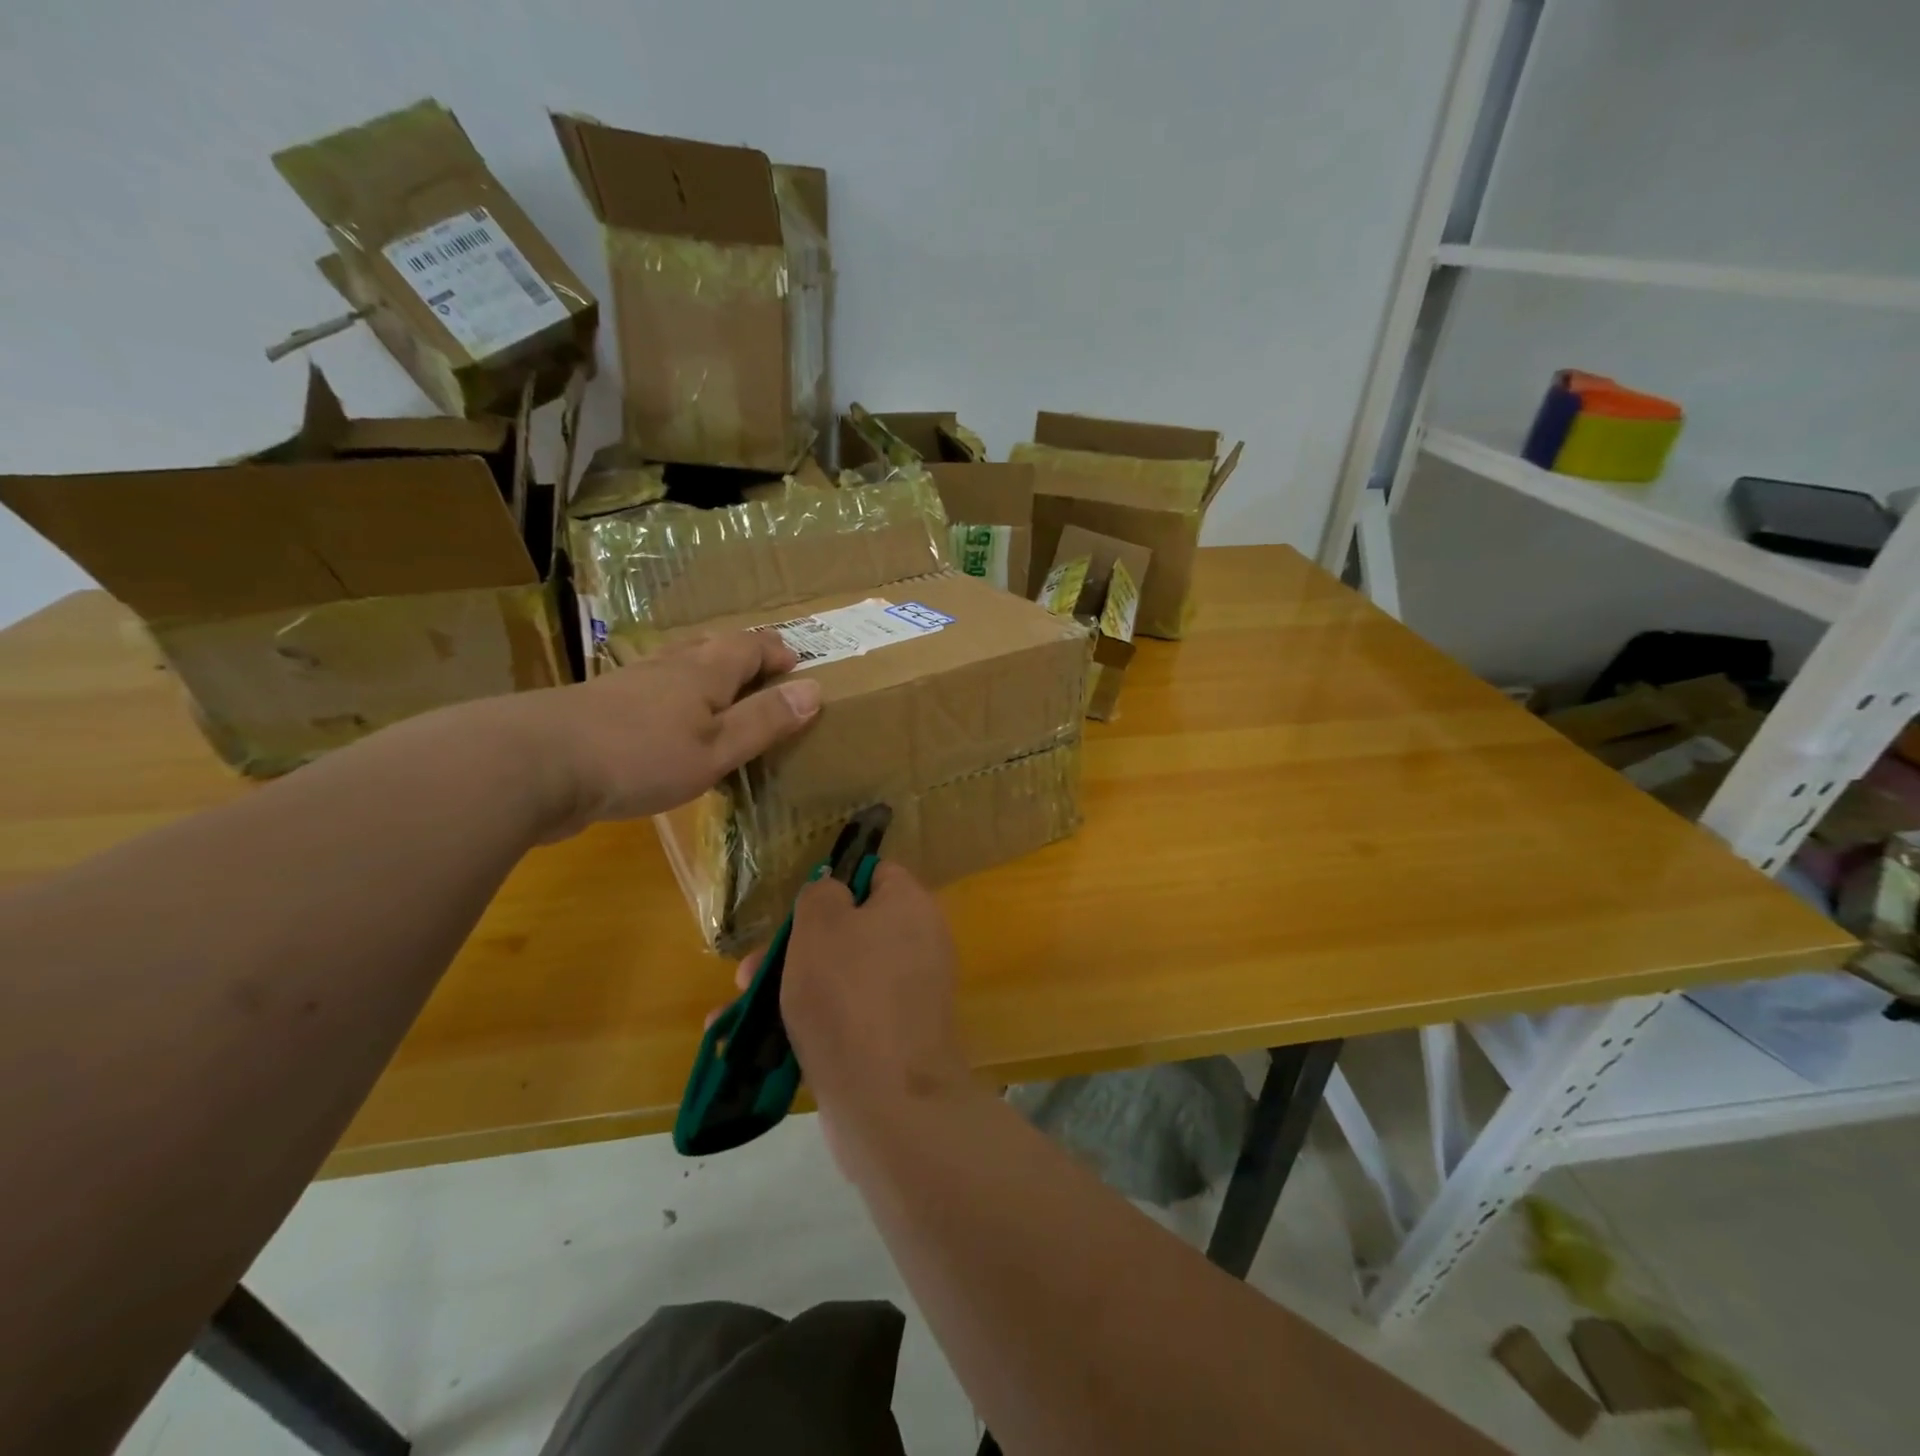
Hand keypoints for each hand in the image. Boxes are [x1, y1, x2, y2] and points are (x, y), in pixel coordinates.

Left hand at [506, 630, 821, 837]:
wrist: (533, 765)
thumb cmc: (640, 756)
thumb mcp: (717, 748)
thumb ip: (764, 721)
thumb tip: (815, 689)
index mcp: (702, 672)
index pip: (748, 646)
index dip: (775, 651)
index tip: (798, 662)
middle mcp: (666, 668)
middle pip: (709, 647)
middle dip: (740, 654)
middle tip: (762, 669)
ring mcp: (626, 686)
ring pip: (675, 666)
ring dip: (703, 673)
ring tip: (718, 691)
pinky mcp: (598, 711)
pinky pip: (649, 693)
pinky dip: (671, 699)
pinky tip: (663, 723)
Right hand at [771, 863, 970, 1172]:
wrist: (888, 1102)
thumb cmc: (848, 994)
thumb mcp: (821, 924)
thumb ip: (821, 894)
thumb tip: (834, 895)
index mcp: (911, 907)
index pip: (876, 875)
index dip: (834, 884)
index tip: (795, 910)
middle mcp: (918, 947)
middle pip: (850, 931)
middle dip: (794, 948)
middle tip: (749, 970)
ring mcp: (906, 999)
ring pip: (840, 979)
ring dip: (788, 990)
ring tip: (733, 1013)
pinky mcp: (892, 1043)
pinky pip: (845, 1020)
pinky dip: (806, 1026)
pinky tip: (752, 1046)